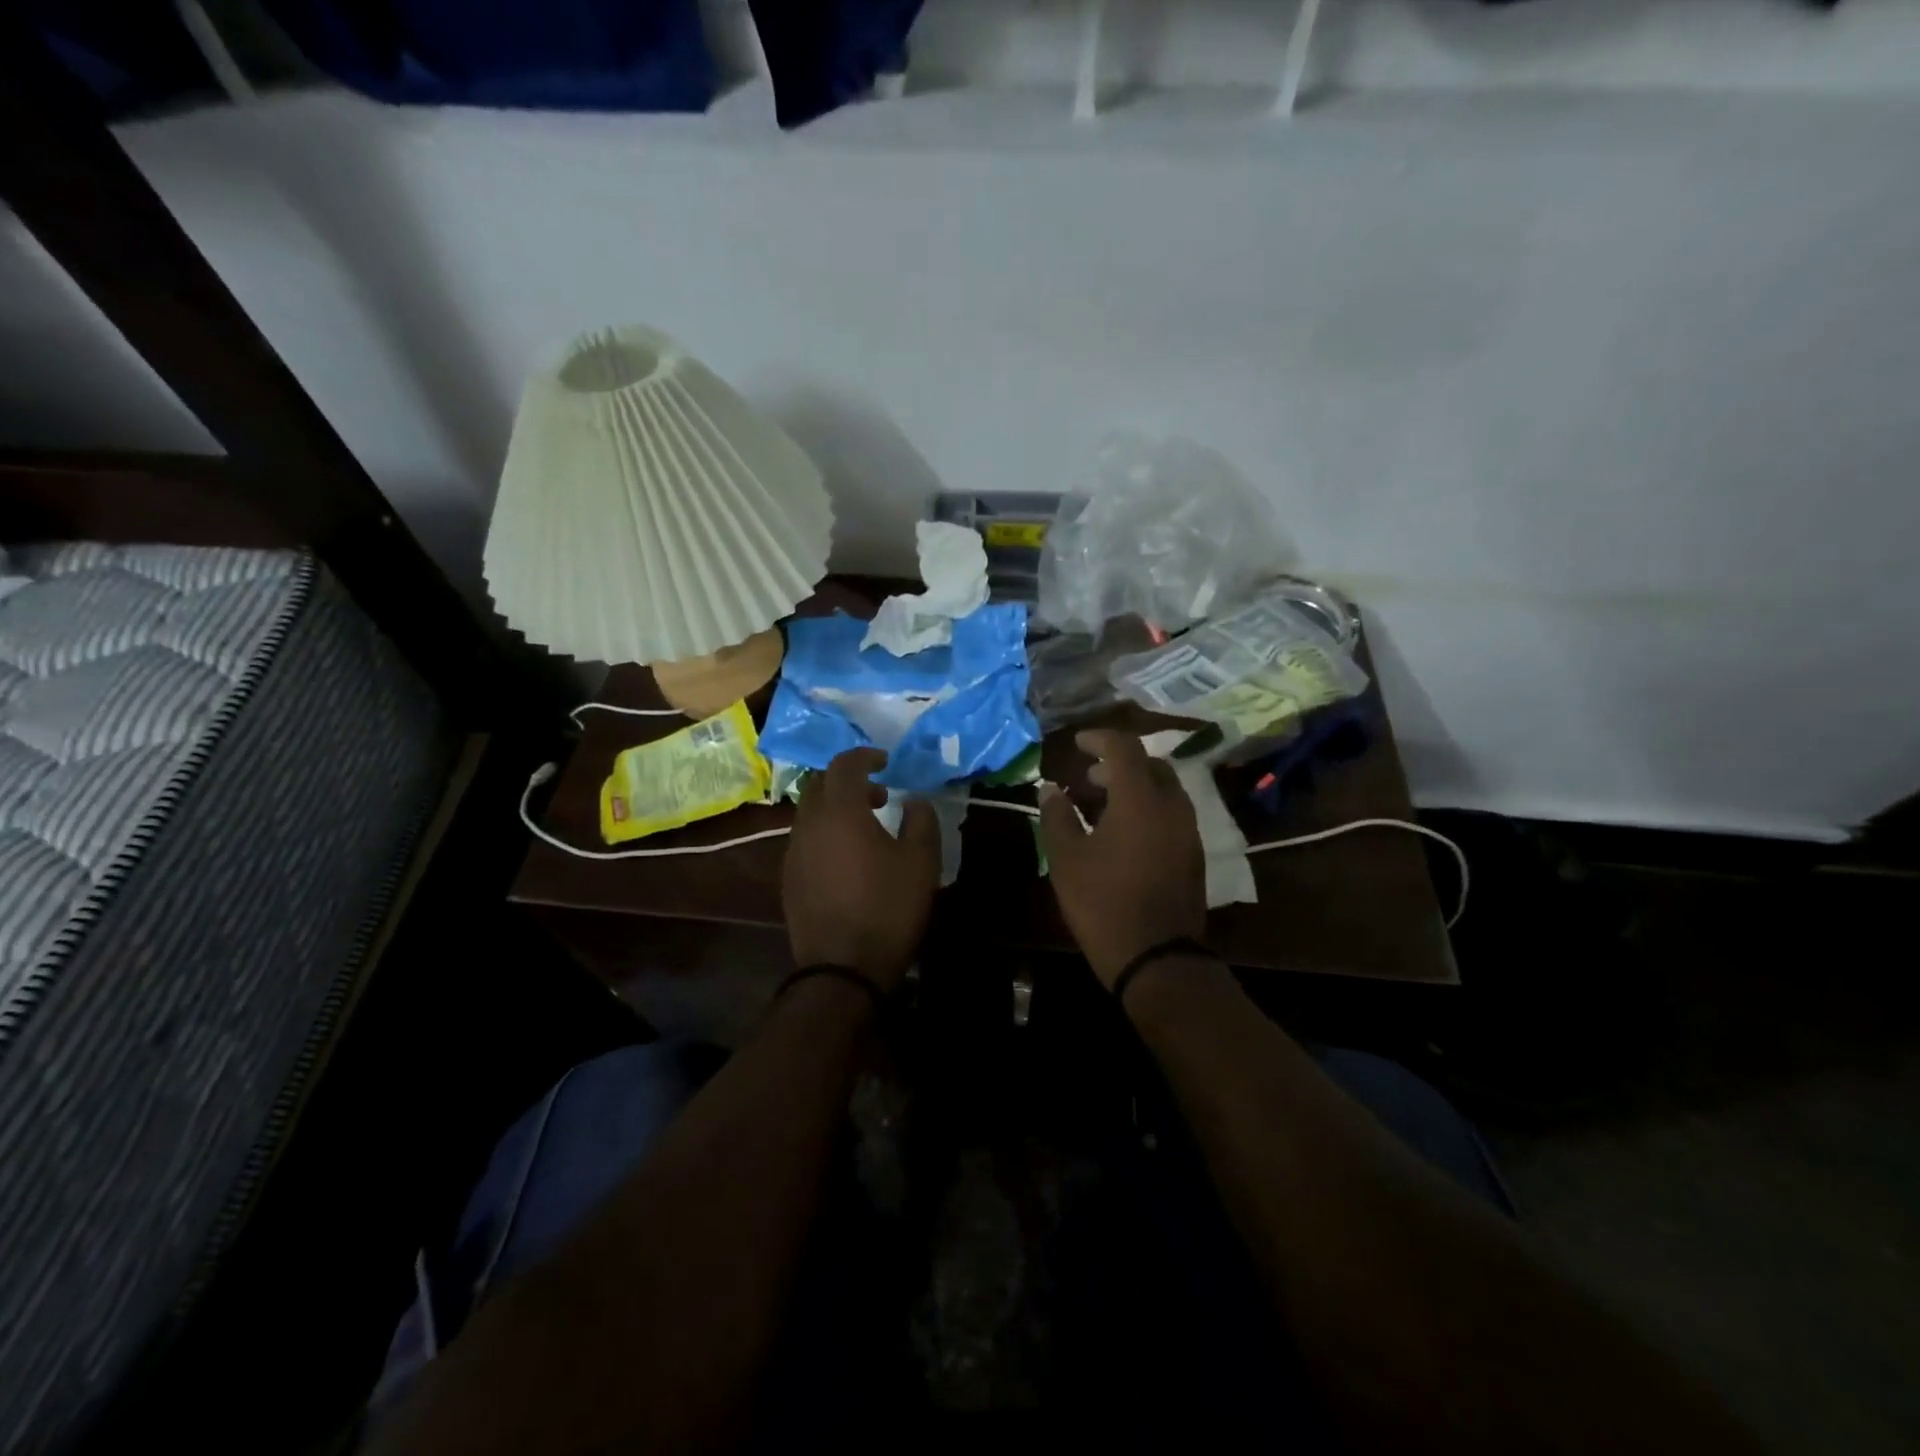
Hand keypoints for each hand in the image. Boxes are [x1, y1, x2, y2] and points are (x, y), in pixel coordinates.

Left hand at [783, 748, 940, 988]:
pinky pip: (805, 838)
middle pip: (820, 784)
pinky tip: (848, 858)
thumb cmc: (887, 908)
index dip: (865, 756)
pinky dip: (826, 832)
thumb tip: (914, 800)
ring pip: (810, 812)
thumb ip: (921, 821)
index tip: (886, 761)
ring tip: (867, 827)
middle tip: (879, 794)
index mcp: (840, 812)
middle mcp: (809, 824)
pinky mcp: (789, 877)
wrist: (842, 968)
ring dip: (836, 807)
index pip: (844, 765)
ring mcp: (793, 852)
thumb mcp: (921, 862)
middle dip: (848, 780)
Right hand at [1038, 729, 1206, 987]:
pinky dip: (1148, 808)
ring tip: (1102, 805)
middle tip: (1088, 778)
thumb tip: (1050, 788)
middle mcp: (1172, 806)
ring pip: (1164, 789)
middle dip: (1118, 763)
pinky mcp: (1193, 854)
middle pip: (1150, 765)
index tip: (1078, 744)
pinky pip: (1171, 813)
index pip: (1124, 748)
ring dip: (1135, 786)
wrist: (1157, 958)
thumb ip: (1057, 816)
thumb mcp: (1067, 859)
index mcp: (1140, 799)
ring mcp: (1188, 831)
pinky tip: (1124, 833)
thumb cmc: (1103, 903)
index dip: (1099, 738)